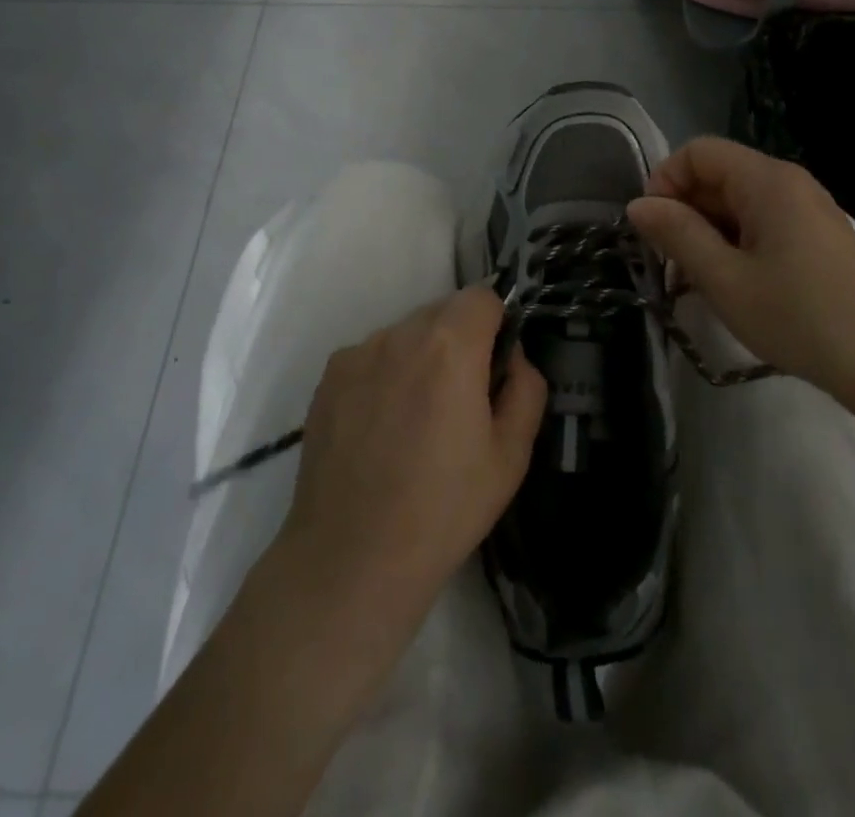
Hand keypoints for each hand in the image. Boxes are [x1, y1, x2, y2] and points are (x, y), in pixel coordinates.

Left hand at [275, 286, 547, 635]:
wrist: (351, 558)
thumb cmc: (444, 509)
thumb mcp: (511, 456)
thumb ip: (526, 388)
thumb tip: (513, 357)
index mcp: (450, 346)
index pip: (483, 297)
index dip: (496, 325)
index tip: (493, 367)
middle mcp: (400, 334)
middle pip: (443, 312)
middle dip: (460, 340)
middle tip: (459, 401)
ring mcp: (359, 353)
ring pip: (406, 333)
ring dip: (421, 356)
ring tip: (415, 420)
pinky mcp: (329, 376)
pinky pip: (372, 355)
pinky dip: (385, 374)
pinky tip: (380, 428)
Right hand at [626, 137, 854, 407]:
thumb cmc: (800, 317)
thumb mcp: (725, 279)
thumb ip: (678, 235)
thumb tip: (638, 205)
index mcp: (767, 180)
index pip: (698, 152)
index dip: (665, 181)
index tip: (651, 228)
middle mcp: (789, 183)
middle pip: (719, 174)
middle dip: (684, 209)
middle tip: (668, 261)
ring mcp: (808, 210)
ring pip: (738, 202)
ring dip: (707, 231)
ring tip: (696, 279)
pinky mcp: (818, 238)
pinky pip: (762, 223)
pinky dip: (735, 243)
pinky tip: (732, 284)